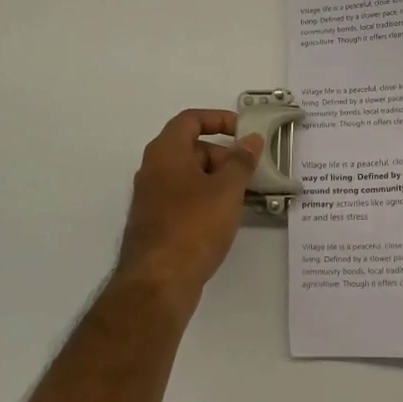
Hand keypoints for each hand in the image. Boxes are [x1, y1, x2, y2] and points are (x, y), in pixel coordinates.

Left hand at [115, 109, 262, 310]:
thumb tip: (251, 140)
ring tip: (244, 197)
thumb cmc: (193, 226)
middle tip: (249, 172)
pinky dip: (206, 200)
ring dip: (217, 180)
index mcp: (165, 152)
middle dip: (223, 155)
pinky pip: (185, 199)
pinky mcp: (156, 222)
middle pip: (191, 148)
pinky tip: (226, 218)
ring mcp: (152, 198)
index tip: (244, 132)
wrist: (158, 282)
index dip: (218, 119)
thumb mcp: (226, 190)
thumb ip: (241, 161)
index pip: (190, 120)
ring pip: (189, 176)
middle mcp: (153, 169)